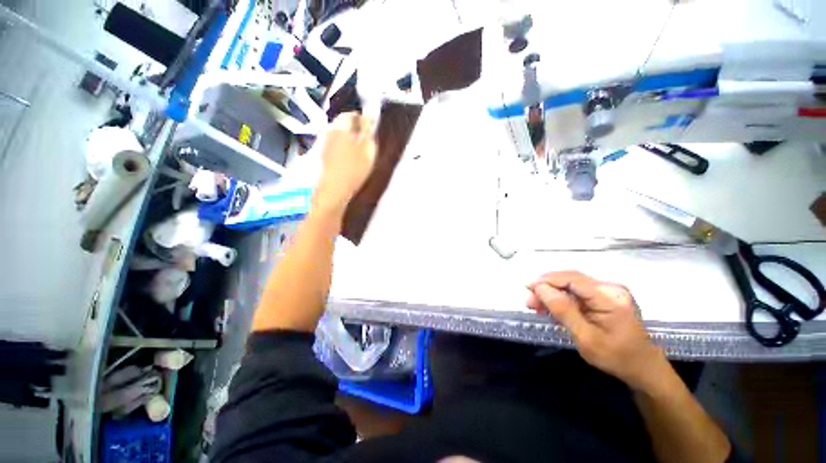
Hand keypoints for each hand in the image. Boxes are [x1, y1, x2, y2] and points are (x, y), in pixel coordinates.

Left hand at [314, 112, 376, 212]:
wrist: (334, 189)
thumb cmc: (354, 169)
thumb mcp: (368, 150)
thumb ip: (369, 134)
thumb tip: (369, 121)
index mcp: (342, 127)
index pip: (352, 114)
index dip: (363, 119)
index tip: (371, 128)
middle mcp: (330, 131)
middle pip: (343, 124)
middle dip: (355, 129)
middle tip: (366, 140)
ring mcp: (324, 143)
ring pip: (338, 135)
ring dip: (348, 139)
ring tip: (359, 151)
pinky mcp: (322, 155)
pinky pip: (335, 146)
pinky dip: (342, 148)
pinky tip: (349, 160)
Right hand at [527, 271, 667, 390]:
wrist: (643, 369)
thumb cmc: (617, 357)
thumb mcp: (586, 338)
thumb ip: (564, 311)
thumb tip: (540, 288)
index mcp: (610, 297)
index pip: (572, 279)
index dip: (547, 280)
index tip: (527, 287)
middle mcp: (609, 288)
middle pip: (570, 279)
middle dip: (546, 287)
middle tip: (529, 301)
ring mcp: (607, 292)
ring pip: (570, 285)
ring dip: (551, 293)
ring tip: (536, 305)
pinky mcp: (604, 298)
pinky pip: (576, 293)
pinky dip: (561, 299)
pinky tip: (550, 308)